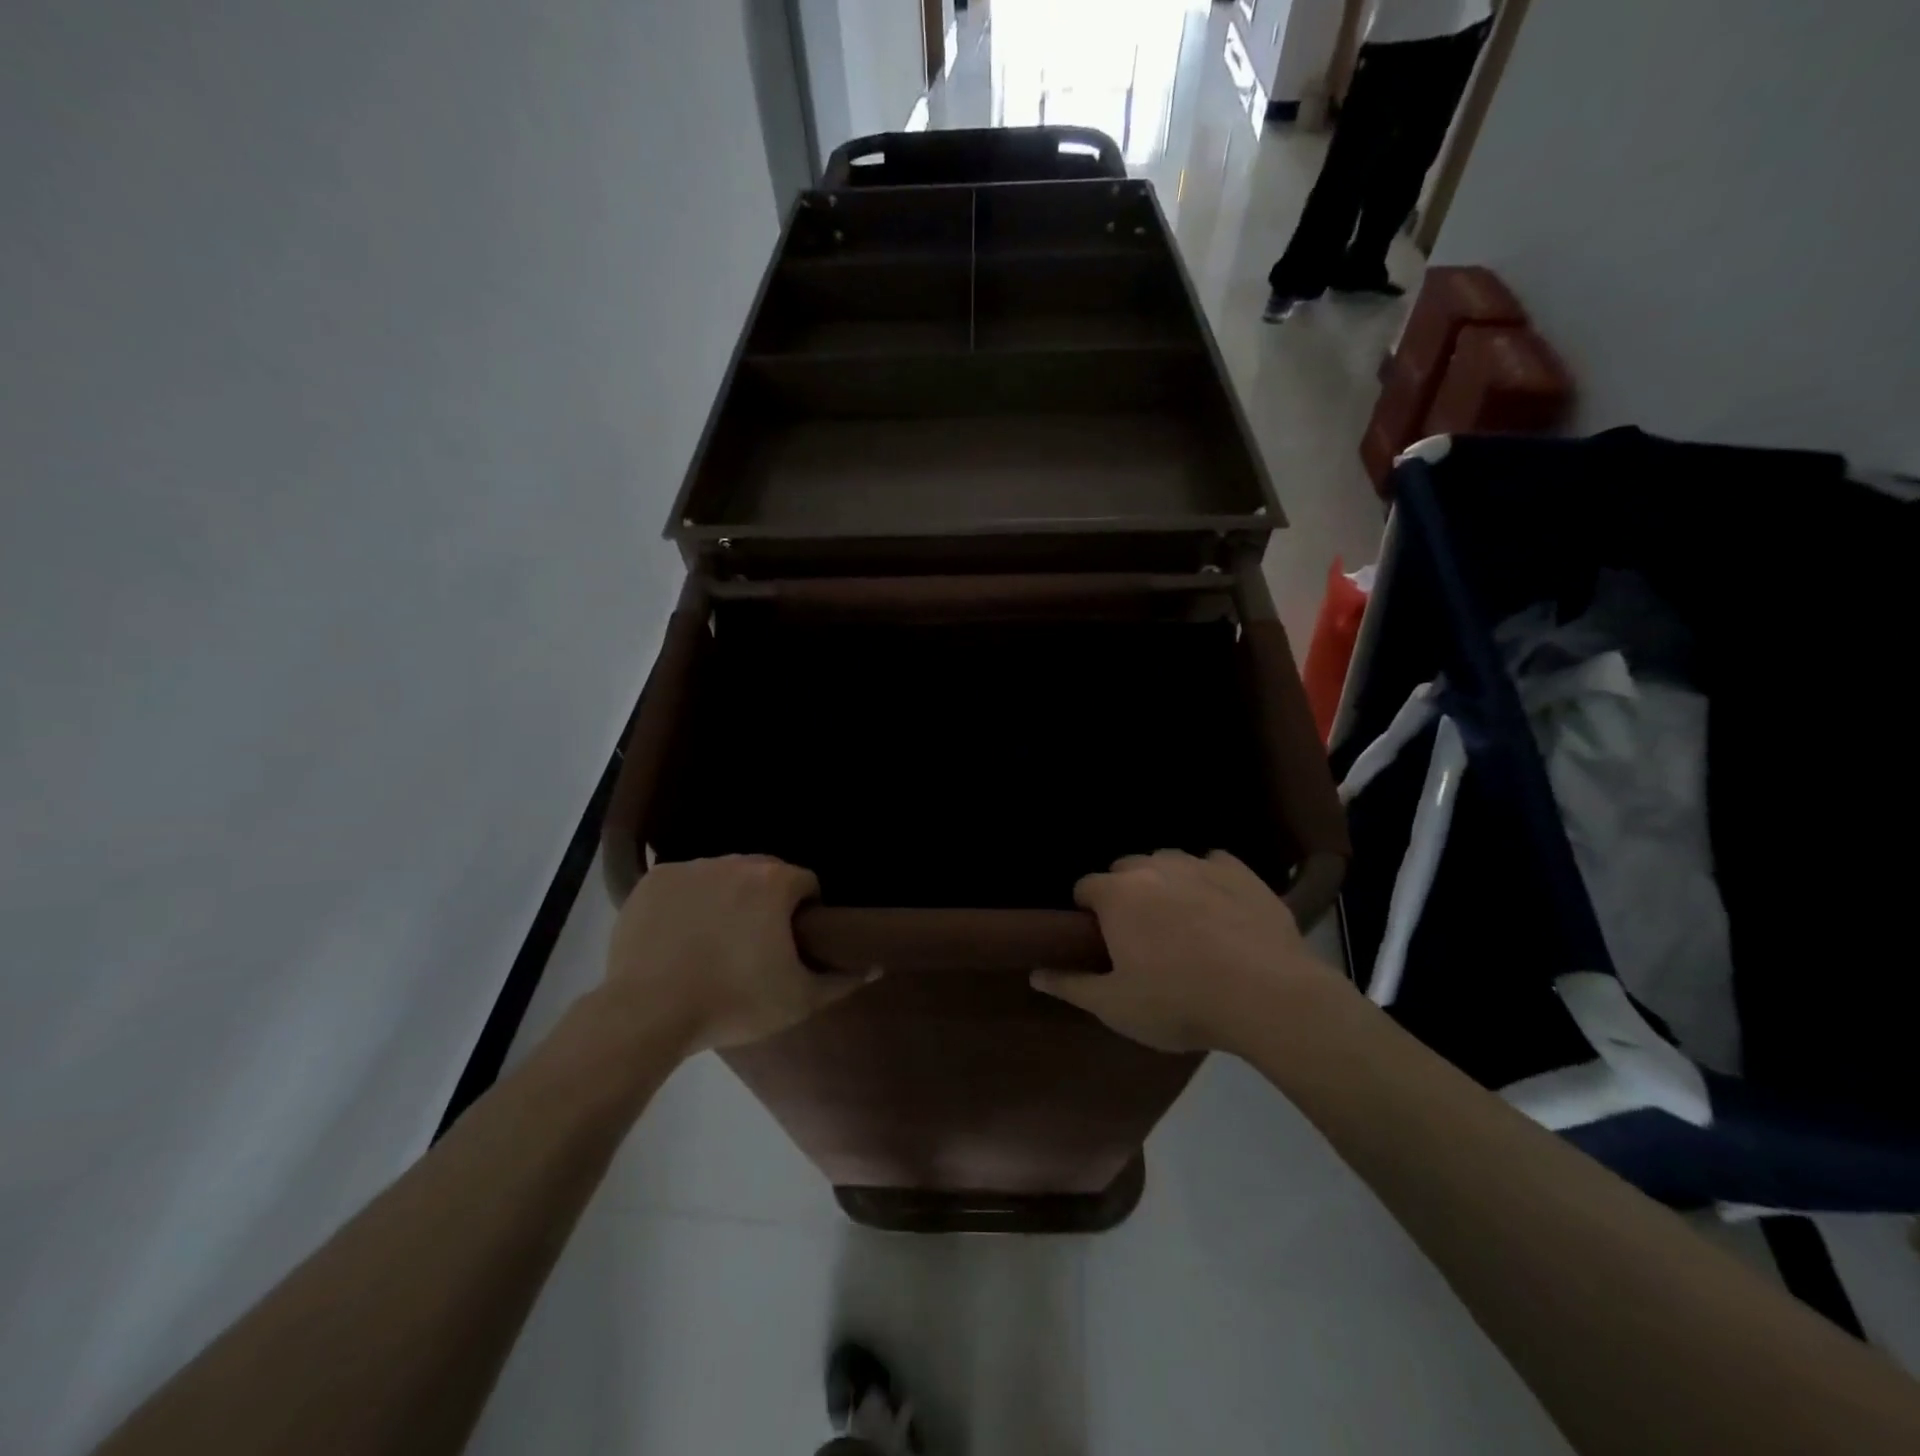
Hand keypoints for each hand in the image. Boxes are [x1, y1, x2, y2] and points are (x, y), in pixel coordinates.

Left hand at [603, 855, 874, 1054]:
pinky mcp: (653, 880)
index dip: (806, 913)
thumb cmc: (733, 1003)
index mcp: (774, 882)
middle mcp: (734, 862)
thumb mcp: (798, 1000)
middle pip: (764, 874)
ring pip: (722, 876)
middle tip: (755, 945)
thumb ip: (842, 980)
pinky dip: (687, 902)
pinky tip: (679, 936)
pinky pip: (683, 884)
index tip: (793, 943)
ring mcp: (690, 868)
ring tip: (714, 941)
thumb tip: (875, 965)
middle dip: (766, 902)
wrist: (648, 1013)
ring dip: (727, 898)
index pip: (806, 884)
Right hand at [1031, 850, 1339, 1052]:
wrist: (1266, 995)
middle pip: (1126, 869)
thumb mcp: (1116, 1006)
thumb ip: (1071, 985)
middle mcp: (1153, 867)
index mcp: (1117, 895)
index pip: (1085, 887)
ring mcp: (1199, 865)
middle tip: (1141, 936)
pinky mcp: (1241, 873)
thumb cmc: (1179, 1001)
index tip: (1101, 941)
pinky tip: (1220, 908)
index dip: (1088, 913)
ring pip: (1168, 862)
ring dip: (1165, 883)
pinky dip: (1209, 879)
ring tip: (1181, 921)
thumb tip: (1035, 974)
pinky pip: (1214, 864)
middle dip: (1126, 894)